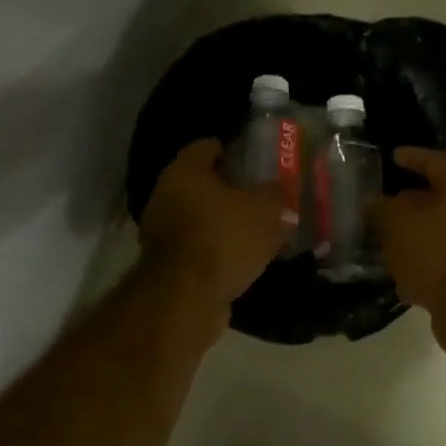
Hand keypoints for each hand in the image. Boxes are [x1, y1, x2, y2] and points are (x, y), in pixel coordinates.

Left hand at [139, 138, 286, 317]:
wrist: (186, 299)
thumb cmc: (223, 239)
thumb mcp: (265, 210)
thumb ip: (277, 196)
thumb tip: (283, 195)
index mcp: (184, 171)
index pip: (208, 146)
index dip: (235, 151)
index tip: (258, 160)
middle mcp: (166, 196)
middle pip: (204, 184)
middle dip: (233, 190)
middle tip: (265, 196)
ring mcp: (163, 233)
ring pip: (202, 219)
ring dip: (226, 223)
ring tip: (260, 230)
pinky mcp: (169, 266)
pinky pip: (200, 248)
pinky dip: (219, 250)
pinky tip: (245, 258)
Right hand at [370, 148, 445, 341]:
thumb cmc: (437, 250)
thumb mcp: (398, 222)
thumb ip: (381, 208)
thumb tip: (374, 205)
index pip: (435, 161)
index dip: (412, 156)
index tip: (392, 156)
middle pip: (438, 199)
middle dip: (408, 201)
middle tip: (380, 204)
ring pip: (438, 232)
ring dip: (412, 235)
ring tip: (382, 240)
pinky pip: (441, 261)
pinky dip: (420, 263)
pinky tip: (398, 273)